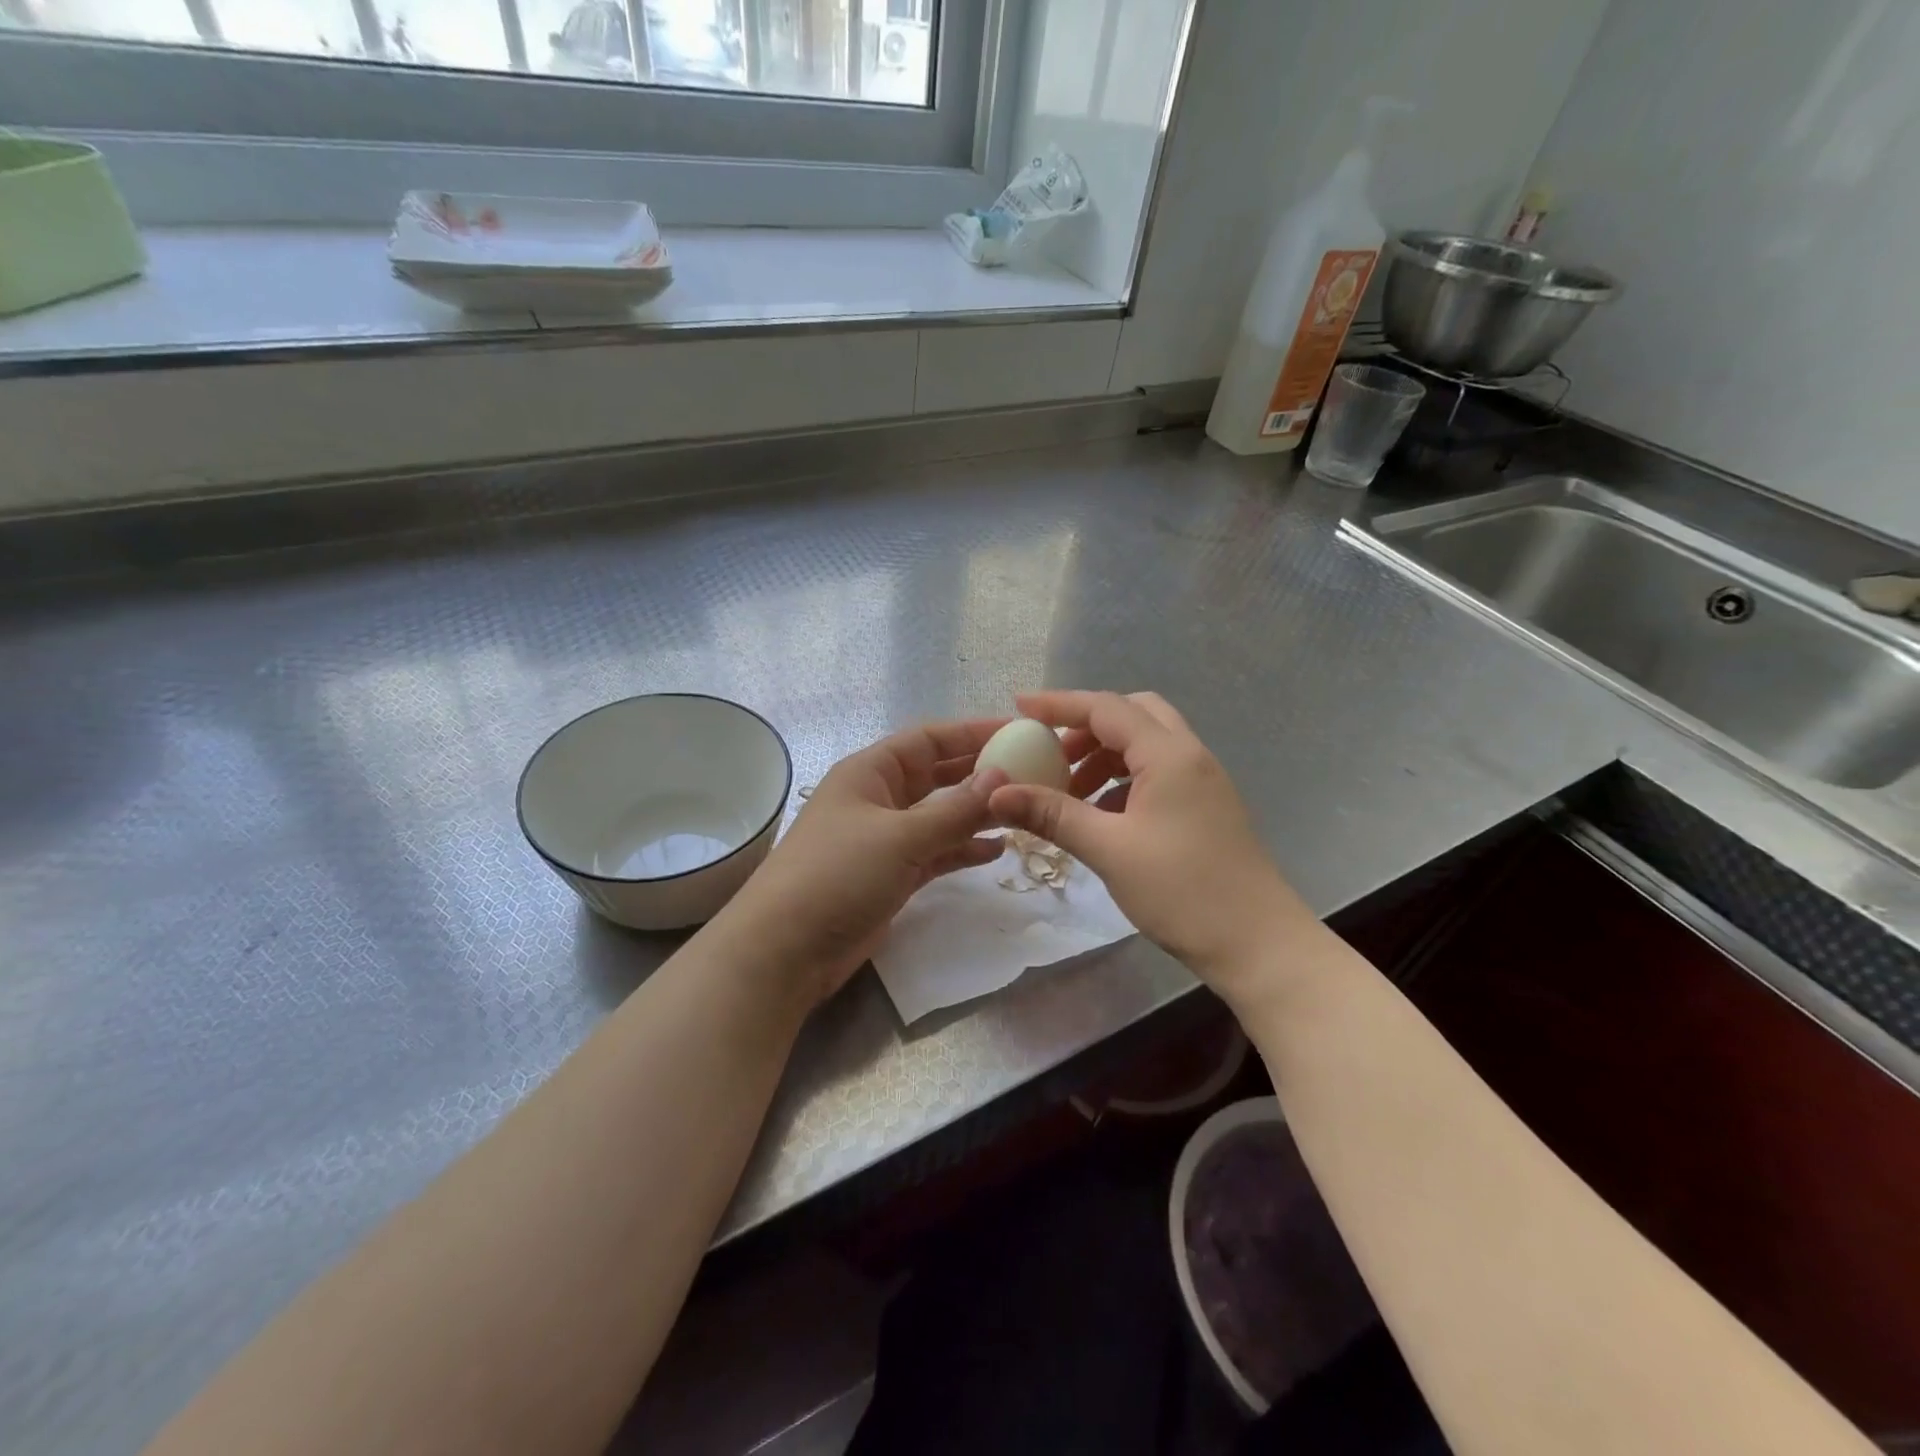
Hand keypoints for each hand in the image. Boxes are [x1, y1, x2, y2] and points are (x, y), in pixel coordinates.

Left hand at [719, 719, 1012, 1007]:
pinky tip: (996, 851)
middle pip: (937, 775)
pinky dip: (962, 850)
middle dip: (979, 774)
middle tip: (1031, 773)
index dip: (971, 733)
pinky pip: (935, 852)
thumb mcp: (901, 836)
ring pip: (940, 816)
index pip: (928, 739)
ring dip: (976, 814)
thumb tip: (1001, 776)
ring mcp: (884, 839)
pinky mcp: (891, 875)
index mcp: (870, 772)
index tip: (1017, 733)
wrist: (786, 949)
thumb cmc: (838, 875)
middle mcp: (878, 799)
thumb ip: (954, 809)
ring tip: (1021, 813)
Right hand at [987, 690, 1314, 1005]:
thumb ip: (1052, 814)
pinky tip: (1101, 814)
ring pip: (1146, 744)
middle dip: (1086, 727)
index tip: (1019, 706)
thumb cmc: (1182, 891)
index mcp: (1168, 754)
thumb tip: (997, 794)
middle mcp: (1189, 755)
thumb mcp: (1108, 849)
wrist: (1258, 943)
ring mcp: (1202, 781)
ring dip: (1104, 755)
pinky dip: (1123, 779)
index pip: (1105, 708)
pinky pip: (1157, 772)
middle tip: (1051, 753)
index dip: (1059, 704)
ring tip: (1069, 791)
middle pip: (1132, 715)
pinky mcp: (1206, 806)